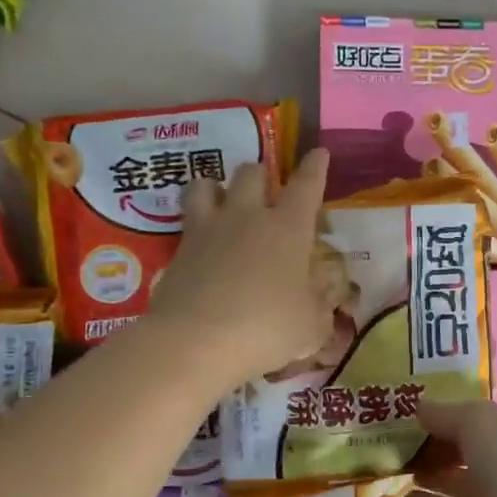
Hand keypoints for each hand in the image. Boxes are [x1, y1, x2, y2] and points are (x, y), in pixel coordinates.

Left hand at [144, 148, 338, 384]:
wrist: (194, 343)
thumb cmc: (266, 329)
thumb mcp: (310, 325)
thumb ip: (317, 304)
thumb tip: (319, 294)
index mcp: (288, 229)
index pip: (307, 185)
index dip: (315, 167)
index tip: (319, 153)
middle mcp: (247, 218)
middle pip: (252, 172)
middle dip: (261, 176)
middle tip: (266, 195)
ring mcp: (207, 230)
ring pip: (206, 184)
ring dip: (217, 188)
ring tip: (221, 202)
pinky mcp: (177, 250)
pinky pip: (186, 221)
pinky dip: (195, 224)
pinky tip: (200, 242)